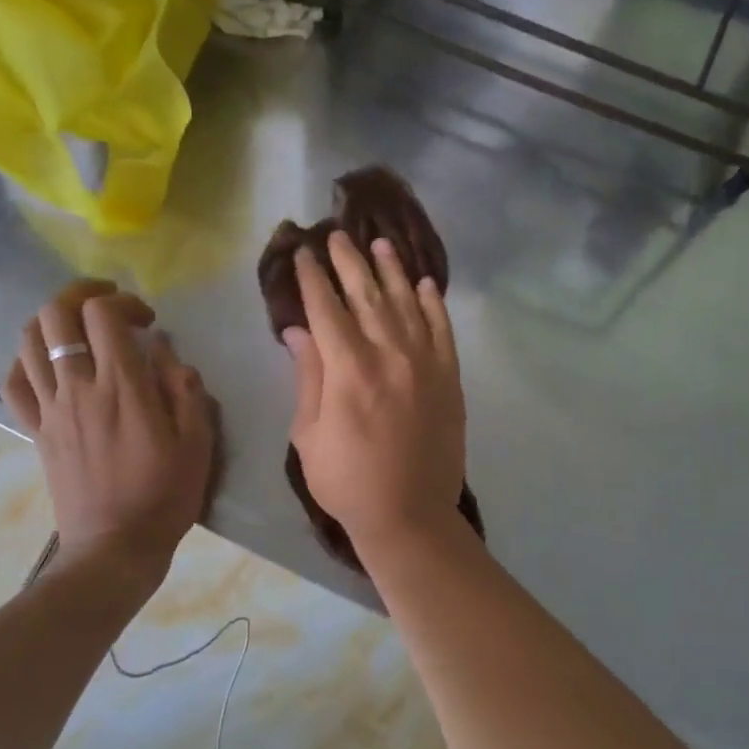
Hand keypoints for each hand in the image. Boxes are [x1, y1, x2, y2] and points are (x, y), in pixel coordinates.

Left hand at [2, 280, 214, 583]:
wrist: (115, 547)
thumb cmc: (165, 494)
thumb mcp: (197, 442)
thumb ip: (184, 389)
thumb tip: (165, 352)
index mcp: (121, 387)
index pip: (102, 315)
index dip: (124, 303)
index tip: (147, 322)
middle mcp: (78, 388)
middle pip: (55, 315)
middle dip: (81, 295)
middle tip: (109, 307)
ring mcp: (50, 409)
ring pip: (29, 341)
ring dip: (54, 321)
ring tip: (80, 329)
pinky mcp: (36, 430)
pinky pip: (14, 382)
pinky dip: (27, 360)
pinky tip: (50, 364)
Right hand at [285, 231, 464, 554]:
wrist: (410, 515)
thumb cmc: (347, 481)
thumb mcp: (309, 433)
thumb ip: (307, 376)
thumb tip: (297, 330)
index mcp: (349, 369)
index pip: (327, 308)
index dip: (313, 277)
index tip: (304, 251)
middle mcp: (390, 355)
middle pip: (367, 295)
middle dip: (349, 262)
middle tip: (337, 234)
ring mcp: (426, 364)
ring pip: (407, 304)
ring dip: (392, 271)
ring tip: (380, 244)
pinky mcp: (450, 379)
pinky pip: (443, 331)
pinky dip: (435, 305)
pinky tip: (426, 284)